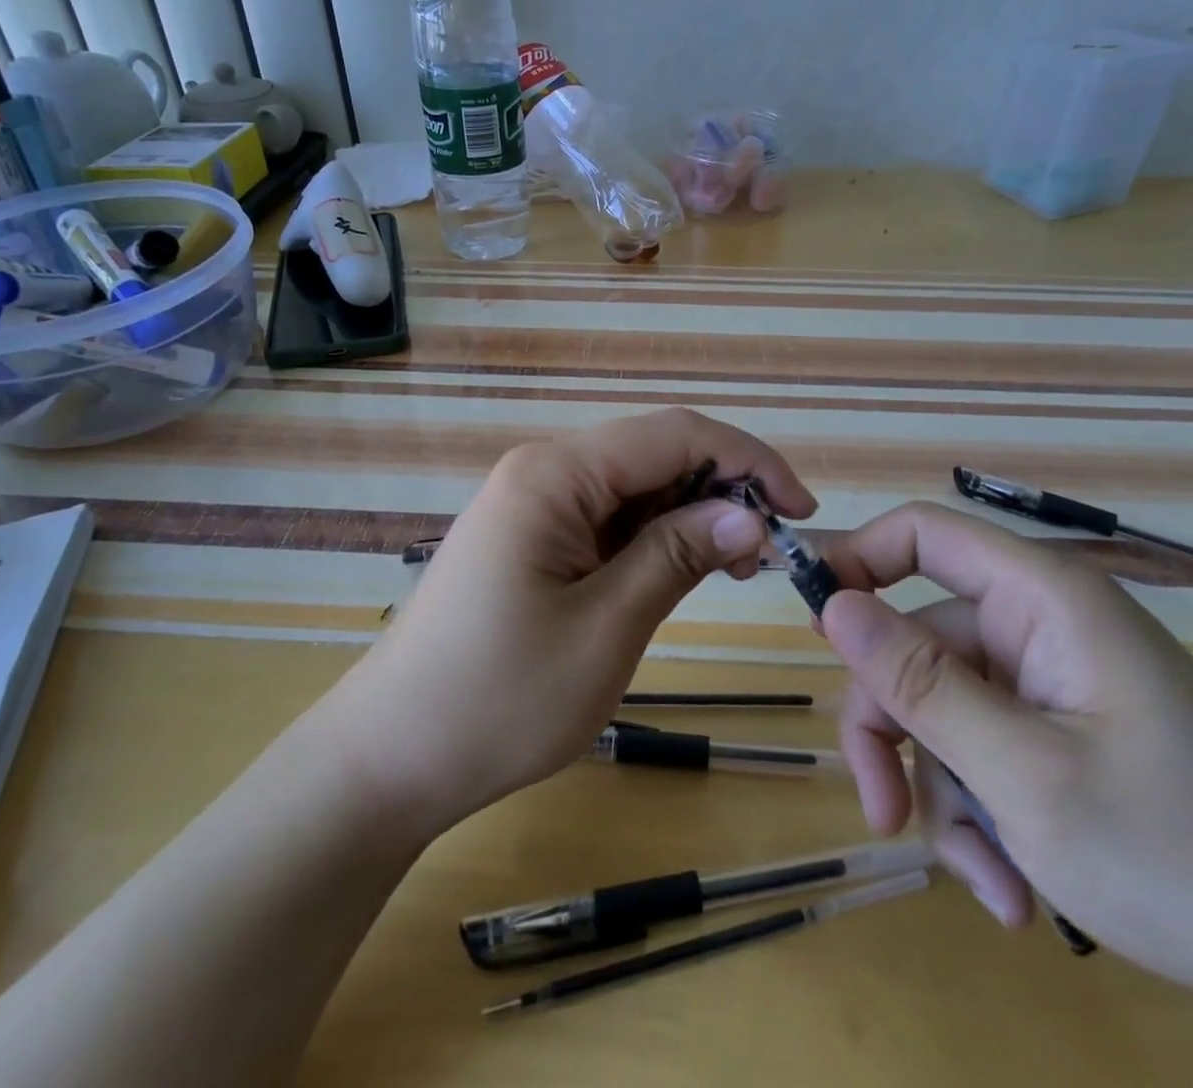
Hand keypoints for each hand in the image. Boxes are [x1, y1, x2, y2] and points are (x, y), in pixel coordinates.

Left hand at [321, 408, 813, 839]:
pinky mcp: (533, 537)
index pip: (674, 434)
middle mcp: (543, 470)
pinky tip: (683, 571)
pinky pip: (609, 518)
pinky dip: (655, 539)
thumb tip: (749, 513)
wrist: (390, 757)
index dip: (748, 461)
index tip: (802, 511)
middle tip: (769, 554)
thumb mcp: (606, 629)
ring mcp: (534, 503)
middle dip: (723, 489)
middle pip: (655, 454)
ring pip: (636, 487)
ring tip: (735, 569)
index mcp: (555, 473)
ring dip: (692, 516)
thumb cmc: (498, 700)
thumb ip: (677, 557)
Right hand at [818, 502, 1192, 1083]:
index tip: (810, 623)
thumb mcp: (1025, 774)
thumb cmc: (1184, 854)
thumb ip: (920, 682)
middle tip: (886, 814)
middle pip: (918, 642)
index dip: (857, 559)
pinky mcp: (1059, 733)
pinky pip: (981, 751)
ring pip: (943, 710)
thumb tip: (830, 604)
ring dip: (944, 795)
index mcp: (1042, 598)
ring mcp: (1049, 682)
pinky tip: (1012, 889)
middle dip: (897, 731)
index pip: (924, 533)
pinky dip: (980, 815)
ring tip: (988, 884)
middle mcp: (1039, 625)